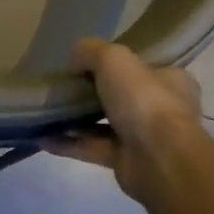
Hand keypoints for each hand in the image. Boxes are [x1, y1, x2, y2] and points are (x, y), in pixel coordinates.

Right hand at [43, 38, 204, 203]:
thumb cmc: (144, 100)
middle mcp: (160, 108)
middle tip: (63, 88)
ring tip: (47, 111)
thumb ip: (90, 51)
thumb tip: (74, 65)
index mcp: (170, 79)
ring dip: (76, 119)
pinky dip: (68, 143)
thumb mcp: (113, 58)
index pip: (141, 66)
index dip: (114, 64)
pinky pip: (92, 148)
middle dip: (91, 93)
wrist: (160, 160)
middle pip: (120, 95)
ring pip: (104, 123)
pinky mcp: (125, 161)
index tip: (85, 65)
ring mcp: (144, 137)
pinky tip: (43, 138)